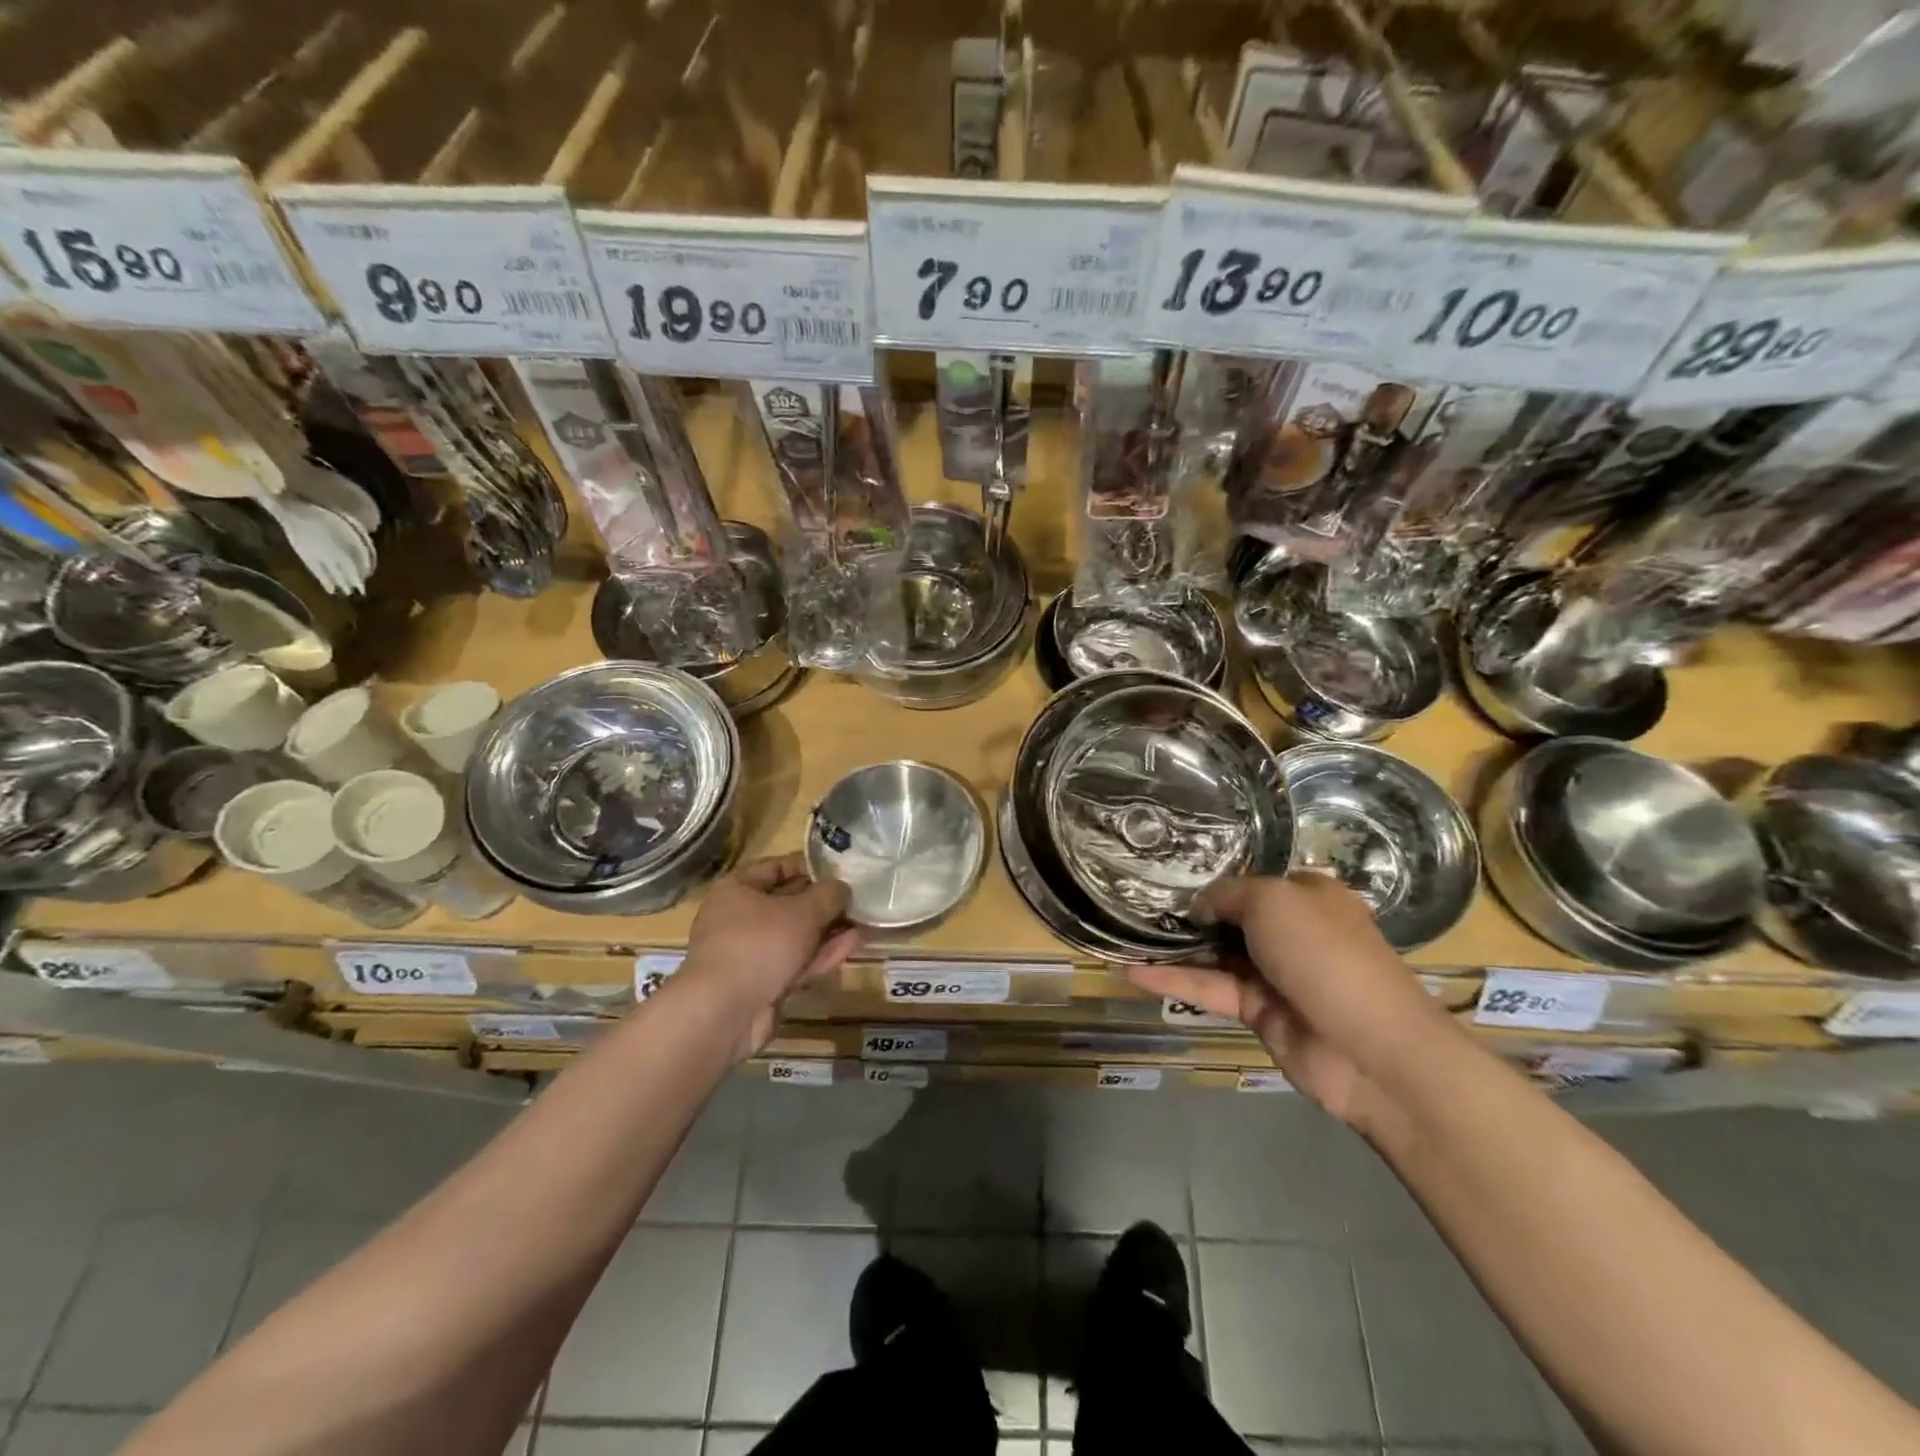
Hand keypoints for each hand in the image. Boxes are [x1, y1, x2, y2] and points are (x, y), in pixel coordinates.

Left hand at [679, 854, 860, 1056]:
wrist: (725, 1012)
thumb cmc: (760, 943)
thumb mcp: (803, 911)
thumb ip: (829, 895)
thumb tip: (842, 888)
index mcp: (737, 890)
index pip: (776, 867)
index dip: (809, 866)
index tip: (840, 869)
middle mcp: (738, 918)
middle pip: (787, 903)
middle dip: (822, 903)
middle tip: (856, 898)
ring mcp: (749, 953)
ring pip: (794, 936)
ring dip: (827, 930)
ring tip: (862, 921)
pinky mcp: (761, 983)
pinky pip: (795, 961)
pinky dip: (820, 953)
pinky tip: (851, 944)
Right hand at [1130, 873, 1445, 1131]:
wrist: (1371, 1049)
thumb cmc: (1326, 955)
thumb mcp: (1273, 900)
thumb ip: (1228, 894)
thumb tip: (1198, 906)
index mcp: (1308, 896)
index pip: (1254, 879)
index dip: (1214, 876)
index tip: (1169, 872)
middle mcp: (1291, 931)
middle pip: (1232, 916)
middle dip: (1190, 910)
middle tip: (1138, 899)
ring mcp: (1274, 973)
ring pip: (1215, 953)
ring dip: (1175, 946)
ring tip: (1127, 932)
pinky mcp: (1257, 1011)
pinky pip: (1210, 988)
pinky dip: (1174, 981)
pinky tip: (1132, 972)